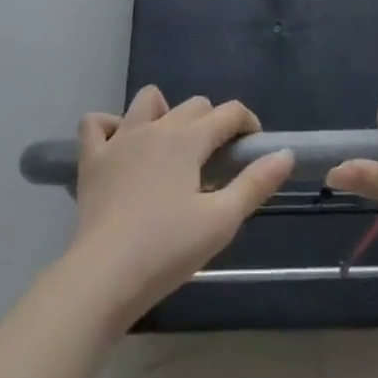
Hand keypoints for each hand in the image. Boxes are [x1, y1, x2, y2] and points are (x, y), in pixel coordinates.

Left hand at [66, 86, 292, 329]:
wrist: (103, 277)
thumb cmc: (166, 250)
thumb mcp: (221, 222)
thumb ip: (255, 184)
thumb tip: (285, 153)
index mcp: (188, 139)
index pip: (228, 112)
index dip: (248, 124)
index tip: (254, 148)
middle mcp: (156, 127)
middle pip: (194, 105)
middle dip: (212, 123)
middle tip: (216, 162)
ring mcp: (120, 139)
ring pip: (147, 100)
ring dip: (163, 113)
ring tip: (170, 147)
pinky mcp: (92, 159)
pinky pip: (96, 124)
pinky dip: (110, 127)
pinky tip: (120, 147)